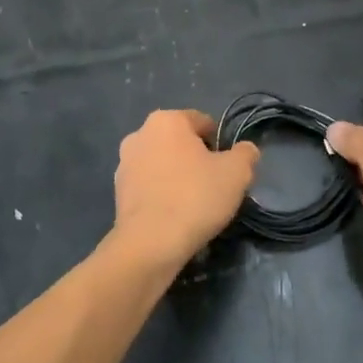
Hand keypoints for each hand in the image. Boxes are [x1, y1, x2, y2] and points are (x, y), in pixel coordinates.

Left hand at [111, 110, 259, 268]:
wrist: (151, 242)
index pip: (203, 122)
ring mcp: (124, 163)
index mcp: (166, 120)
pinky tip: (175, 215)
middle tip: (214, 186)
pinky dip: (162, 194)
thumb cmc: (196, 197)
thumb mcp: (237, 172)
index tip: (228, 169)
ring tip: (194, 204)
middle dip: (197, 159)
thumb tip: (245, 150)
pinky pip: (149, 186)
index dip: (220, 144)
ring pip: (162, 164)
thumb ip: (245, 154)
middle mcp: (140, 134)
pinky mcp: (117, 191)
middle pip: (180, 143)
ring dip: (178, 176)